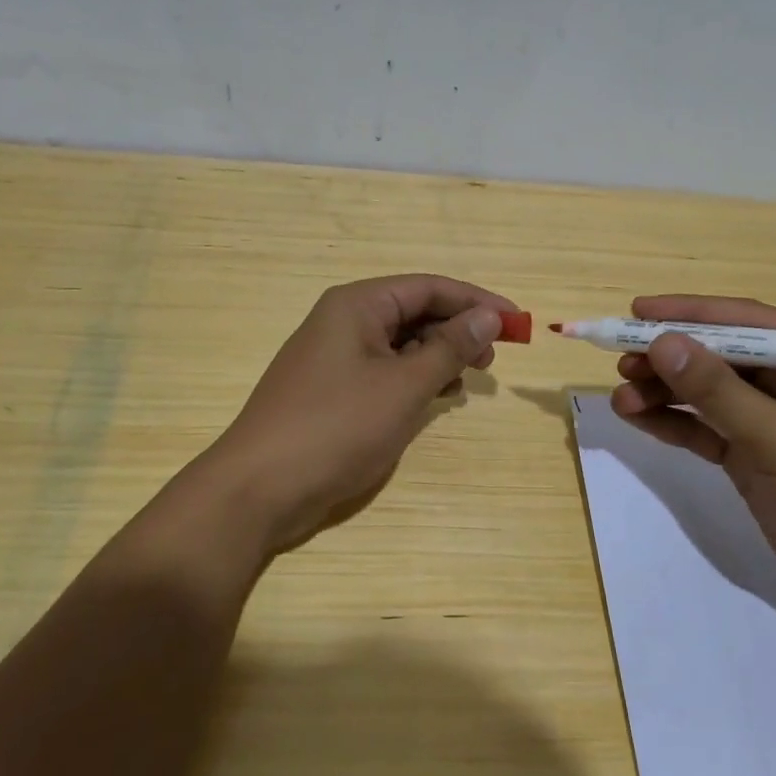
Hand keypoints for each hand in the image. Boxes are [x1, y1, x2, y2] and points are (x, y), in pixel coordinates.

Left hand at [205, 274, 517, 555]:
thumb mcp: (404, 386)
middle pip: (414, 312)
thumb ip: (449, 348)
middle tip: (490, 362)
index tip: (516, 324)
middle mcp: (344, 321)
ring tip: (465, 382)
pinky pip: (383, 372)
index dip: (476, 302)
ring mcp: (334, 357)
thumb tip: (488, 315)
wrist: (258, 488)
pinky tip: (433, 400)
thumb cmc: (337, 427)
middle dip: (456, 331)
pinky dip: (412, 381)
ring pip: (400, 344)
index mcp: (357, 305)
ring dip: (437, 358)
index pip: (429, 287)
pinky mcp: (331, 391)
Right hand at [610, 295, 775, 610]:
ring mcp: (771, 420)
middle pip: (720, 356)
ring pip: (707, 394)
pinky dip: (673, 423)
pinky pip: (705, 429)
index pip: (747, 323)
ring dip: (663, 393)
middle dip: (670, 359)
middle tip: (621, 361)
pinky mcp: (752, 454)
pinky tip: (637, 417)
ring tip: (620, 398)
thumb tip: (662, 343)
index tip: (639, 311)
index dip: (690, 313)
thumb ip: (718, 391)